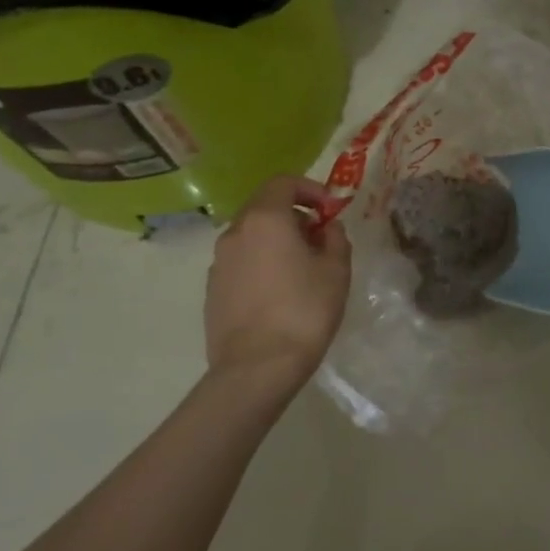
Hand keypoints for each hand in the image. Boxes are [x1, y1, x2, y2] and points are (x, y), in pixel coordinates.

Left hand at [204, 176, 351, 384]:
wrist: (257, 367)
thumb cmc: (304, 311)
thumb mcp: (337, 270)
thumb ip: (335, 238)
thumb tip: (327, 228)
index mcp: (265, 219)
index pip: (284, 182)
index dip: (311, 189)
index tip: (330, 211)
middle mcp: (235, 233)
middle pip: (265, 207)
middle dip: (295, 216)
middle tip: (320, 240)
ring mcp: (219, 262)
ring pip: (252, 236)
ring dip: (277, 241)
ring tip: (302, 270)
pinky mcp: (212, 289)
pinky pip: (241, 262)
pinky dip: (261, 264)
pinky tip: (280, 294)